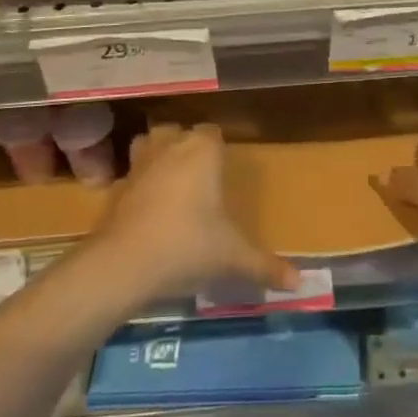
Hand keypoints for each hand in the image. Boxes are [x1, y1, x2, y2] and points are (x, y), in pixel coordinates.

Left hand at [92, 123, 298, 298]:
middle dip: (187, 146)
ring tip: (170, 180)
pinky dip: (138, 183)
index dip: (218, 146)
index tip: (225, 166)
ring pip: (150, 142)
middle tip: (200, 174)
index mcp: (202, 151)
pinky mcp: (117, 187)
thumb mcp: (232, 258)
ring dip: (158, 153)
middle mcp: (171, 147)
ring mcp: (140, 164)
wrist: (125, 263)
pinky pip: (131, 174)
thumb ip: (265, 266)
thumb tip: (300, 284)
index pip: (212, 132)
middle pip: (179, 132)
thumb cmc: (188, 245)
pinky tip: (146, 207)